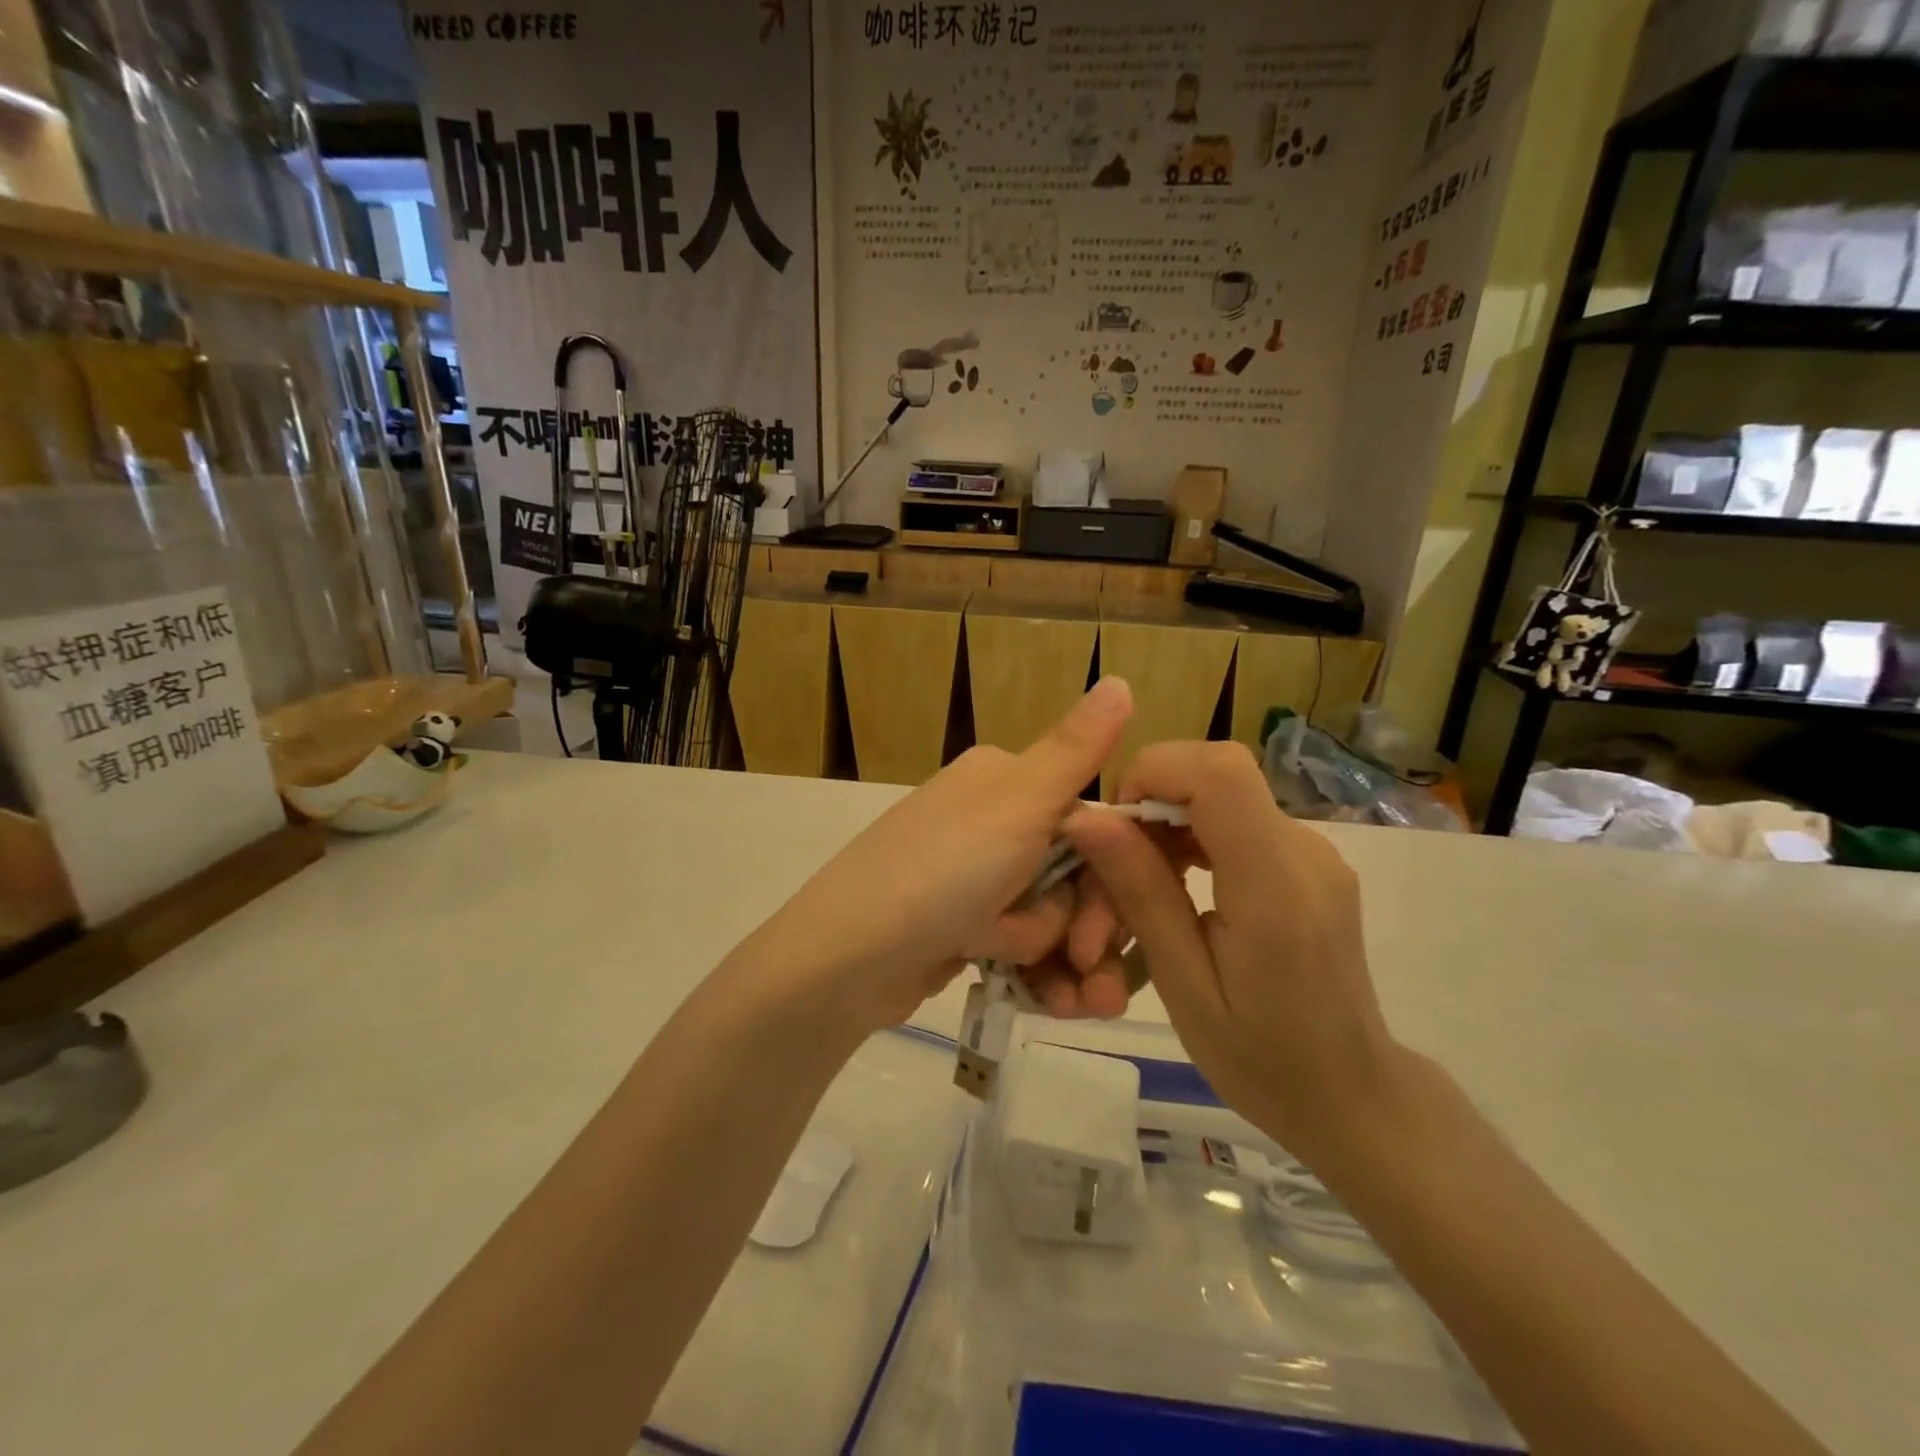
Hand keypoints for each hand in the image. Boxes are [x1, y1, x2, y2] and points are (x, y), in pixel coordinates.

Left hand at [747, 677, 1135, 1032]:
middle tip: (1073, 965)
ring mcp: (973, 874)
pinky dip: (1025, 967)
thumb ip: (1076, 749)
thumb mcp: (1017, 805)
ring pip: (1051, 915)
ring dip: (1046, 951)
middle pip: (1074, 875)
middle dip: (1074, 927)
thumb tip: (1120, 679)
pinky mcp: (961, 923)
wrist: (845, 960)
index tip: (1104, 933)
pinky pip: (1019, 942)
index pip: (1090, 823)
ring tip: (1022, 976)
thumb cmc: (940, 874)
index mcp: (1005, 779)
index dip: (1109, 882)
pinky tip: (1018, 987)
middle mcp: (991, 820)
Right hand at [1062, 741, 1400, 1156]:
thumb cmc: (1262, 1059)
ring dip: (1166, 824)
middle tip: (1114, 872)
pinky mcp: (1309, 861)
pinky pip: (1238, 820)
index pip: (1218, 771)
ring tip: (1140, 889)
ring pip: (1221, 795)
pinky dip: (1193, 837)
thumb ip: (1142, 891)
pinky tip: (1177, 888)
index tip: (1114, 827)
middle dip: (1149, 804)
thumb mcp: (1184, 984)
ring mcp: (1314, 852)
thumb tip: (1088, 818)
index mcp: (1275, 885)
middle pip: (1215, 775)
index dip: (1154, 772)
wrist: (1352, 1096)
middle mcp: (1304, 850)